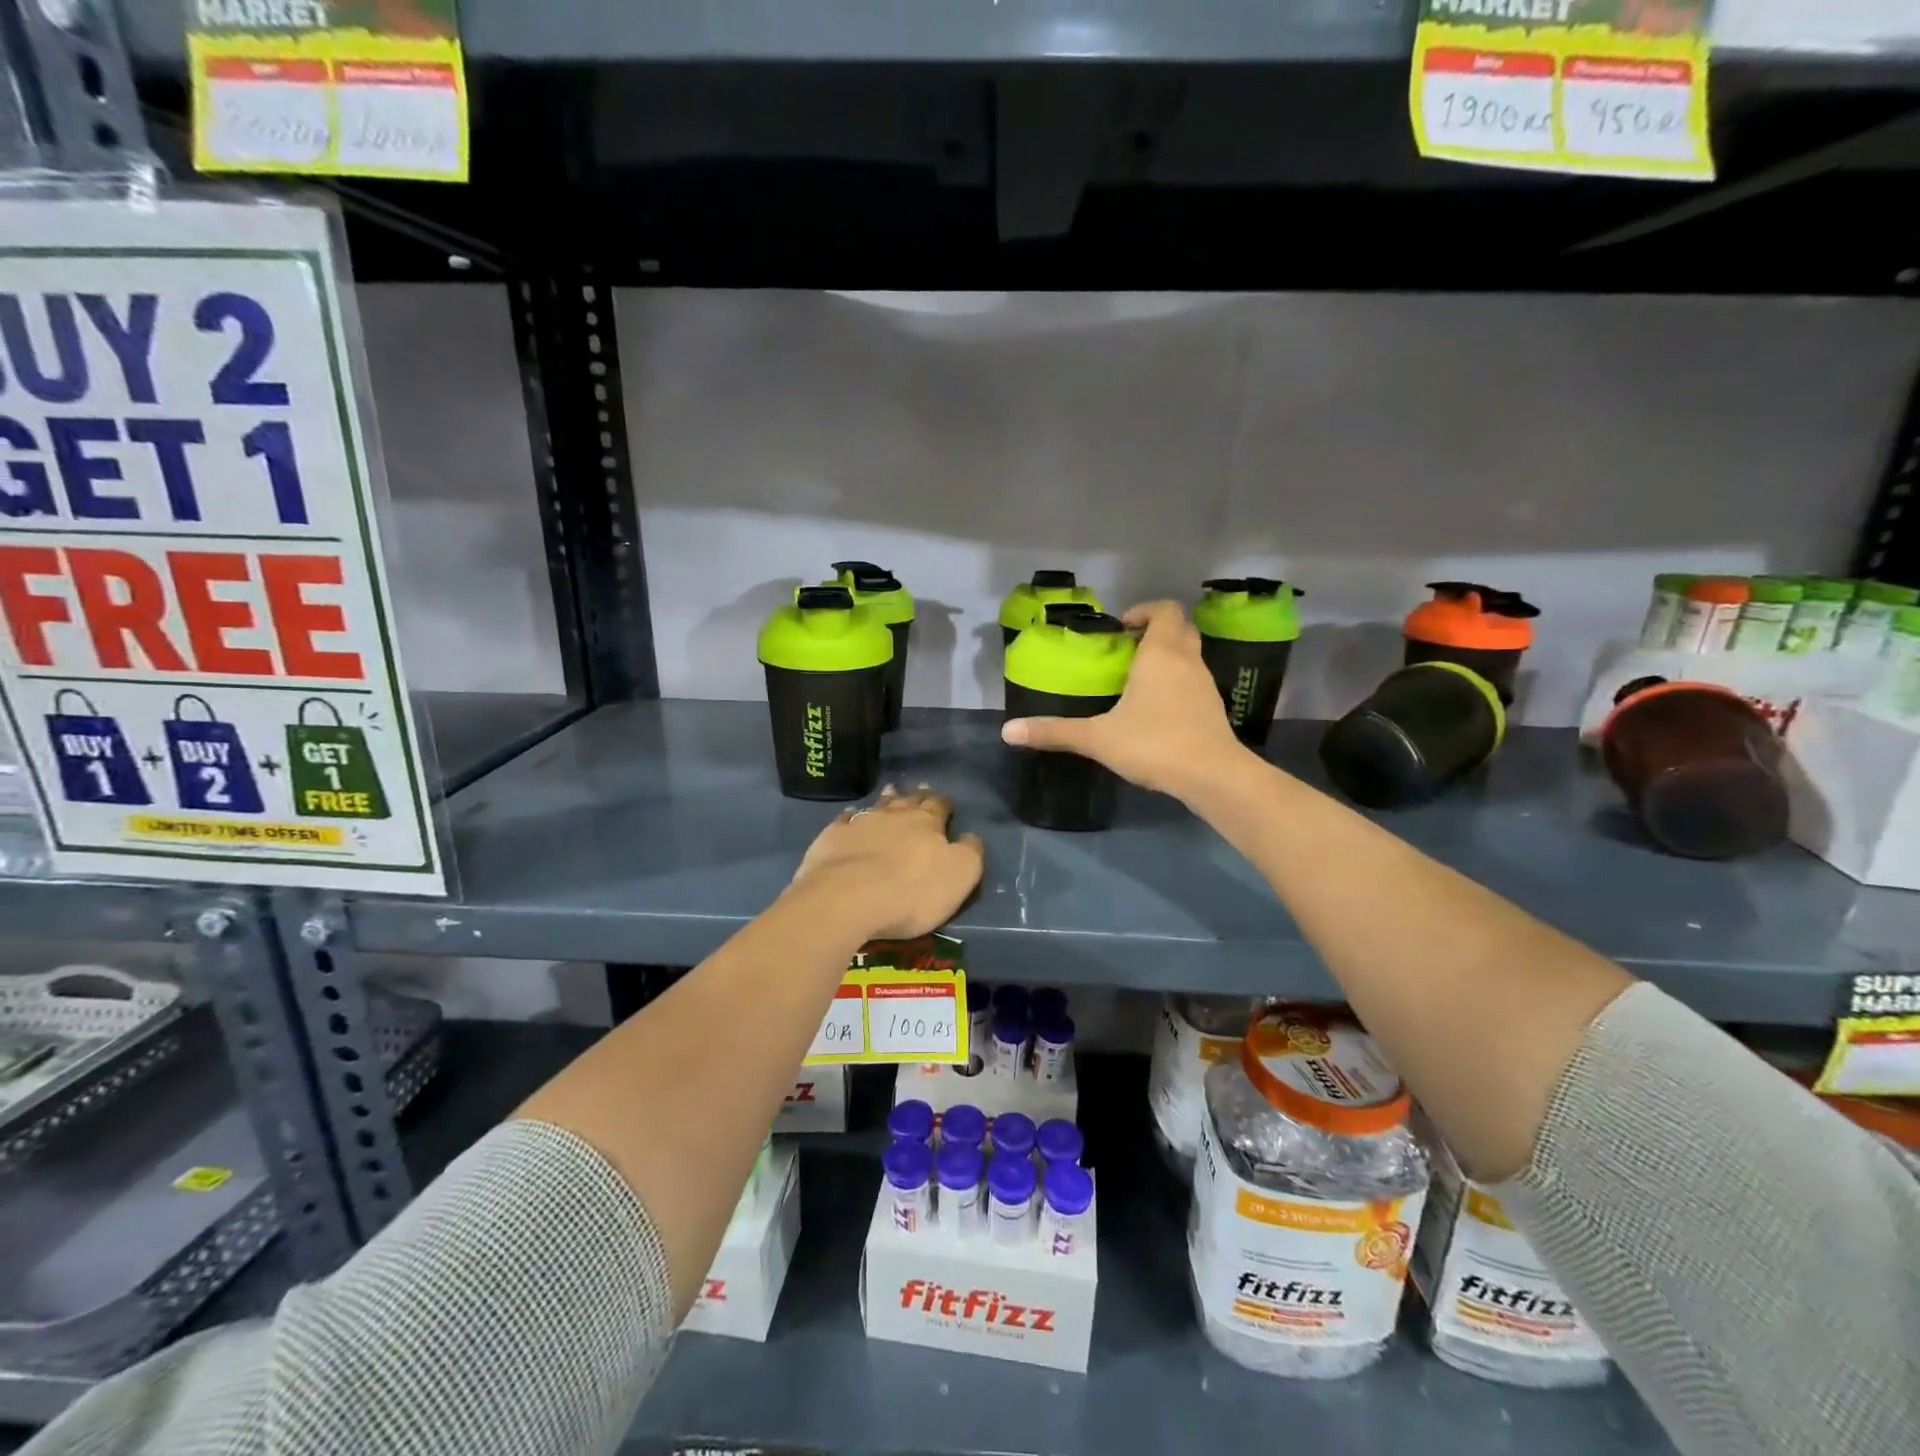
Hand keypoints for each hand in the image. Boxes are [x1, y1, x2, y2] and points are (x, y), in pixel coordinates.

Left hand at [789, 785, 984, 940]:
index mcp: (928, 823)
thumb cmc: (911, 891)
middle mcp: (895, 815)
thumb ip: (970, 852)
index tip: (947, 803)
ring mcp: (861, 823)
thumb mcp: (959, 876)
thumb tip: (971, 837)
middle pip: (908, 801)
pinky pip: (844, 820)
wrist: (847, 897)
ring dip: (886, 800)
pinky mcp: (833, 837)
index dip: (945, 804)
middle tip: (919, 790)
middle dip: (916, 796)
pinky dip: (851, 817)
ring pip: (878, 805)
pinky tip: (850, 816)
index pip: (940, 806)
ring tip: (890, 793)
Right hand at [1001, 600, 1250, 800]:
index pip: (1164, 610)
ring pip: (1190, 655)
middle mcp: (1187, 661)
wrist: (1211, 775)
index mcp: (1160, 654)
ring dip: (1168, 656)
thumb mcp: (1097, 738)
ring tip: (1137, 679)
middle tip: (1127, 648)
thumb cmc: (1153, 743)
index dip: (1144, 611)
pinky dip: (1178, 682)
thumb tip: (1007, 731)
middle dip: (1155, 630)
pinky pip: (1194, 681)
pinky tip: (1157, 709)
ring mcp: (1205, 684)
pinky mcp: (1213, 708)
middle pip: (1180, 628)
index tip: (1121, 627)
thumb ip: (1054, 732)